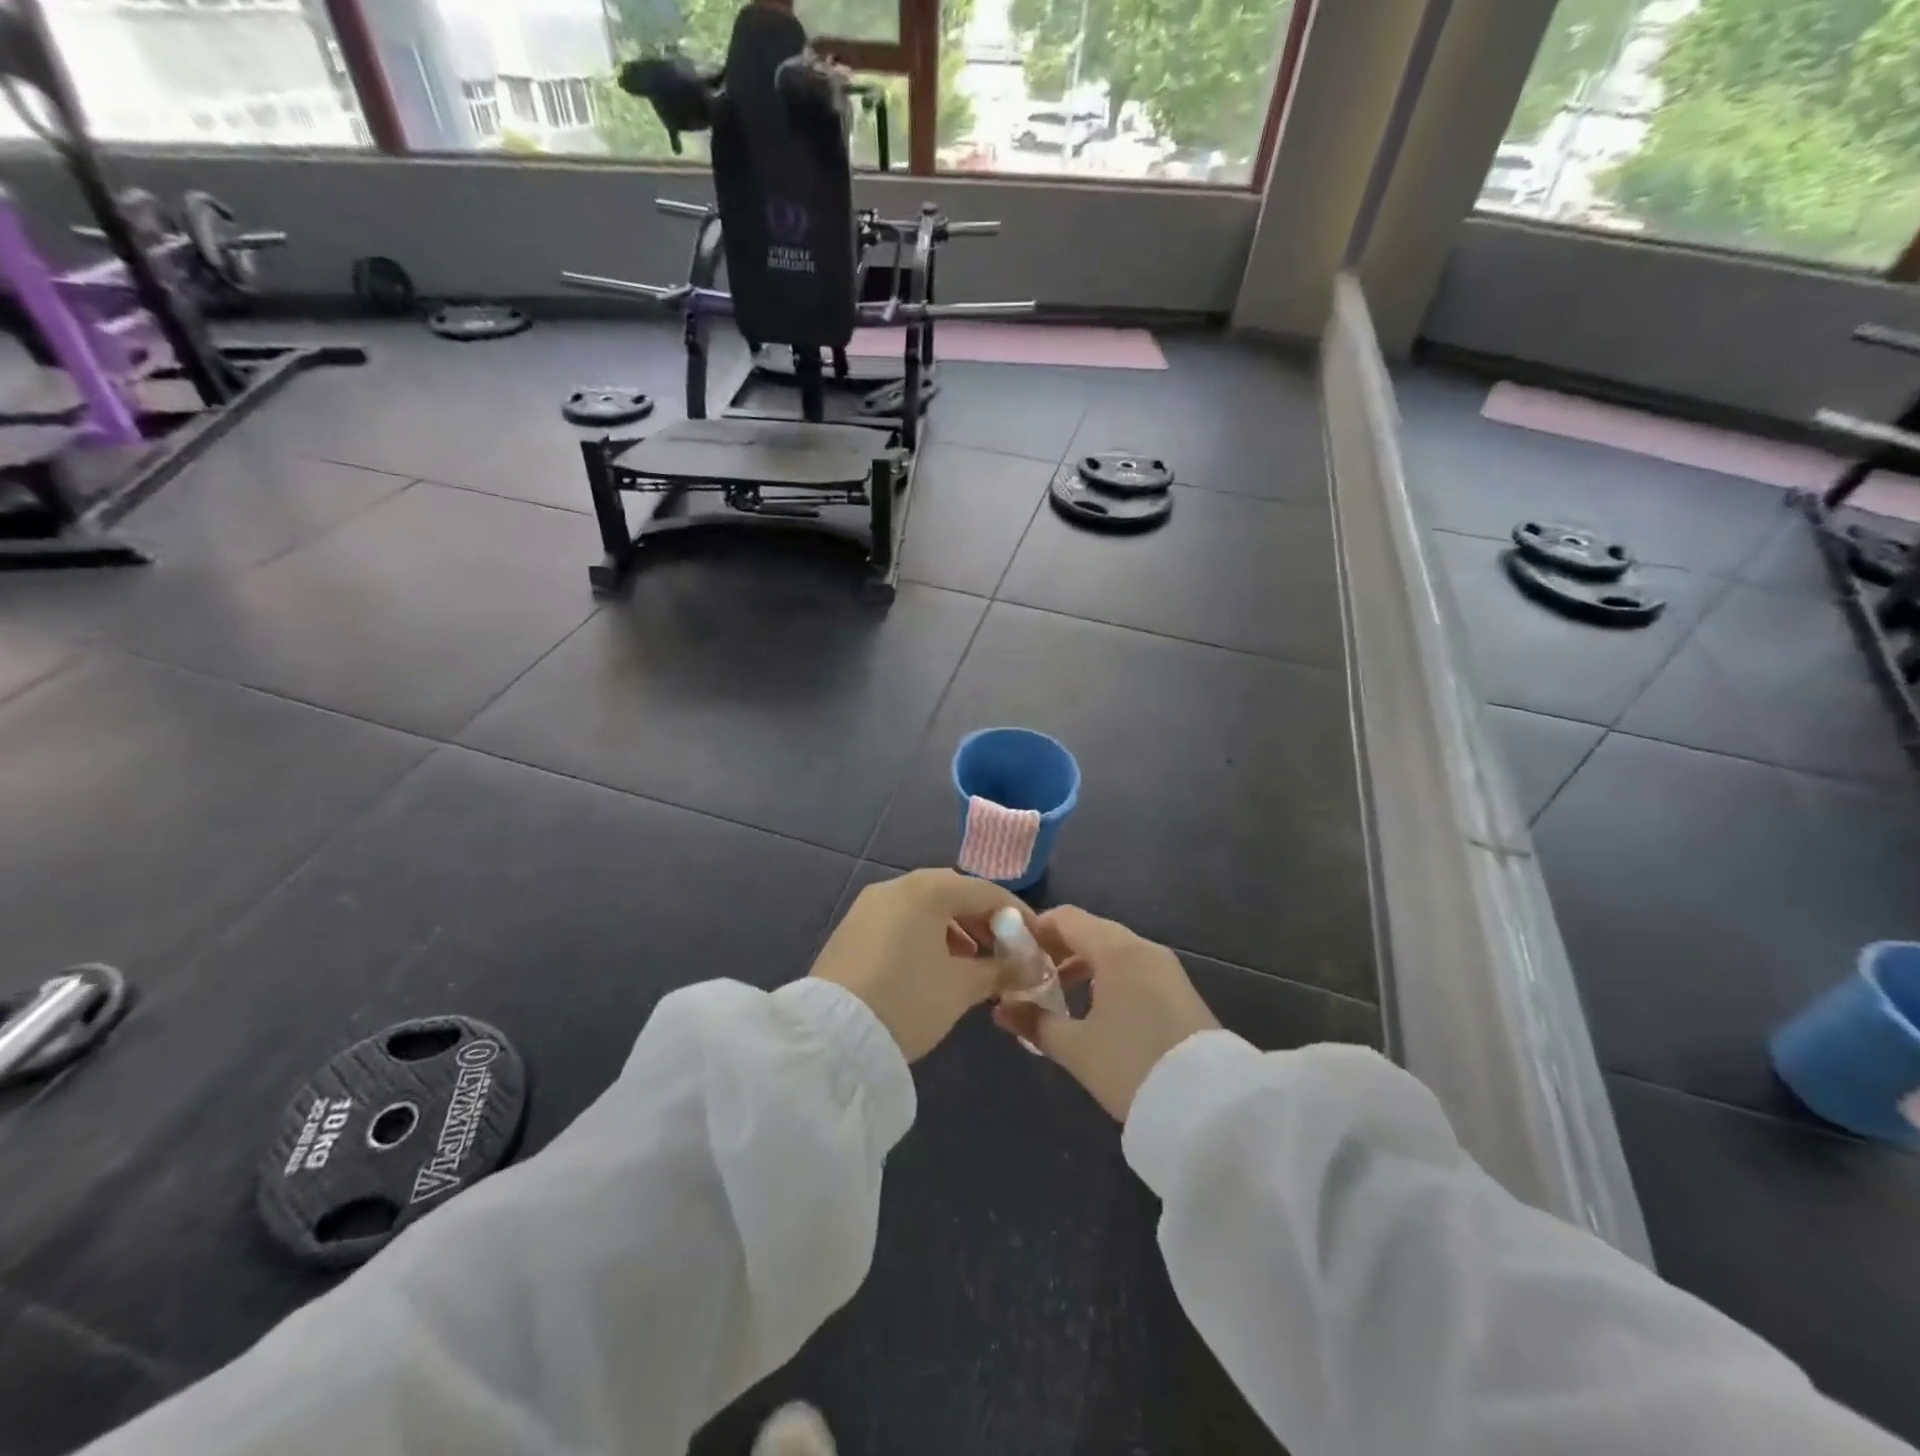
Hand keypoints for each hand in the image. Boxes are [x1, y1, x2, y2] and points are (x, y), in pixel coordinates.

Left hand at [811, 869, 1021, 1061]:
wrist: (832, 1035)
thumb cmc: (908, 1000)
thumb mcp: (961, 988)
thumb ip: (999, 970)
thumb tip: (1027, 966)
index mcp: (928, 890)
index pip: (985, 892)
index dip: (1015, 914)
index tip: (1035, 938)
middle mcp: (897, 886)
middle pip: (952, 893)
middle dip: (981, 919)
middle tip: (1002, 949)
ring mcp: (870, 904)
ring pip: (924, 906)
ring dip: (953, 928)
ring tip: (970, 963)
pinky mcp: (852, 927)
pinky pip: (900, 919)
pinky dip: (924, 934)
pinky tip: (933, 965)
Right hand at [993, 906, 1219, 1119]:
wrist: (1209, 1107)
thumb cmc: (1132, 1066)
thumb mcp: (1076, 1049)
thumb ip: (1034, 1023)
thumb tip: (1001, 1009)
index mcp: (1117, 950)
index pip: (1066, 918)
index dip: (1034, 930)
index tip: (1010, 953)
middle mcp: (1142, 948)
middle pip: (1090, 931)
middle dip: (1056, 949)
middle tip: (1027, 976)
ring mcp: (1165, 969)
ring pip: (1112, 951)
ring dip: (1081, 964)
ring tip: (1055, 994)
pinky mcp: (1178, 991)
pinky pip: (1132, 969)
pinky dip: (1106, 977)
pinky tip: (1092, 1008)